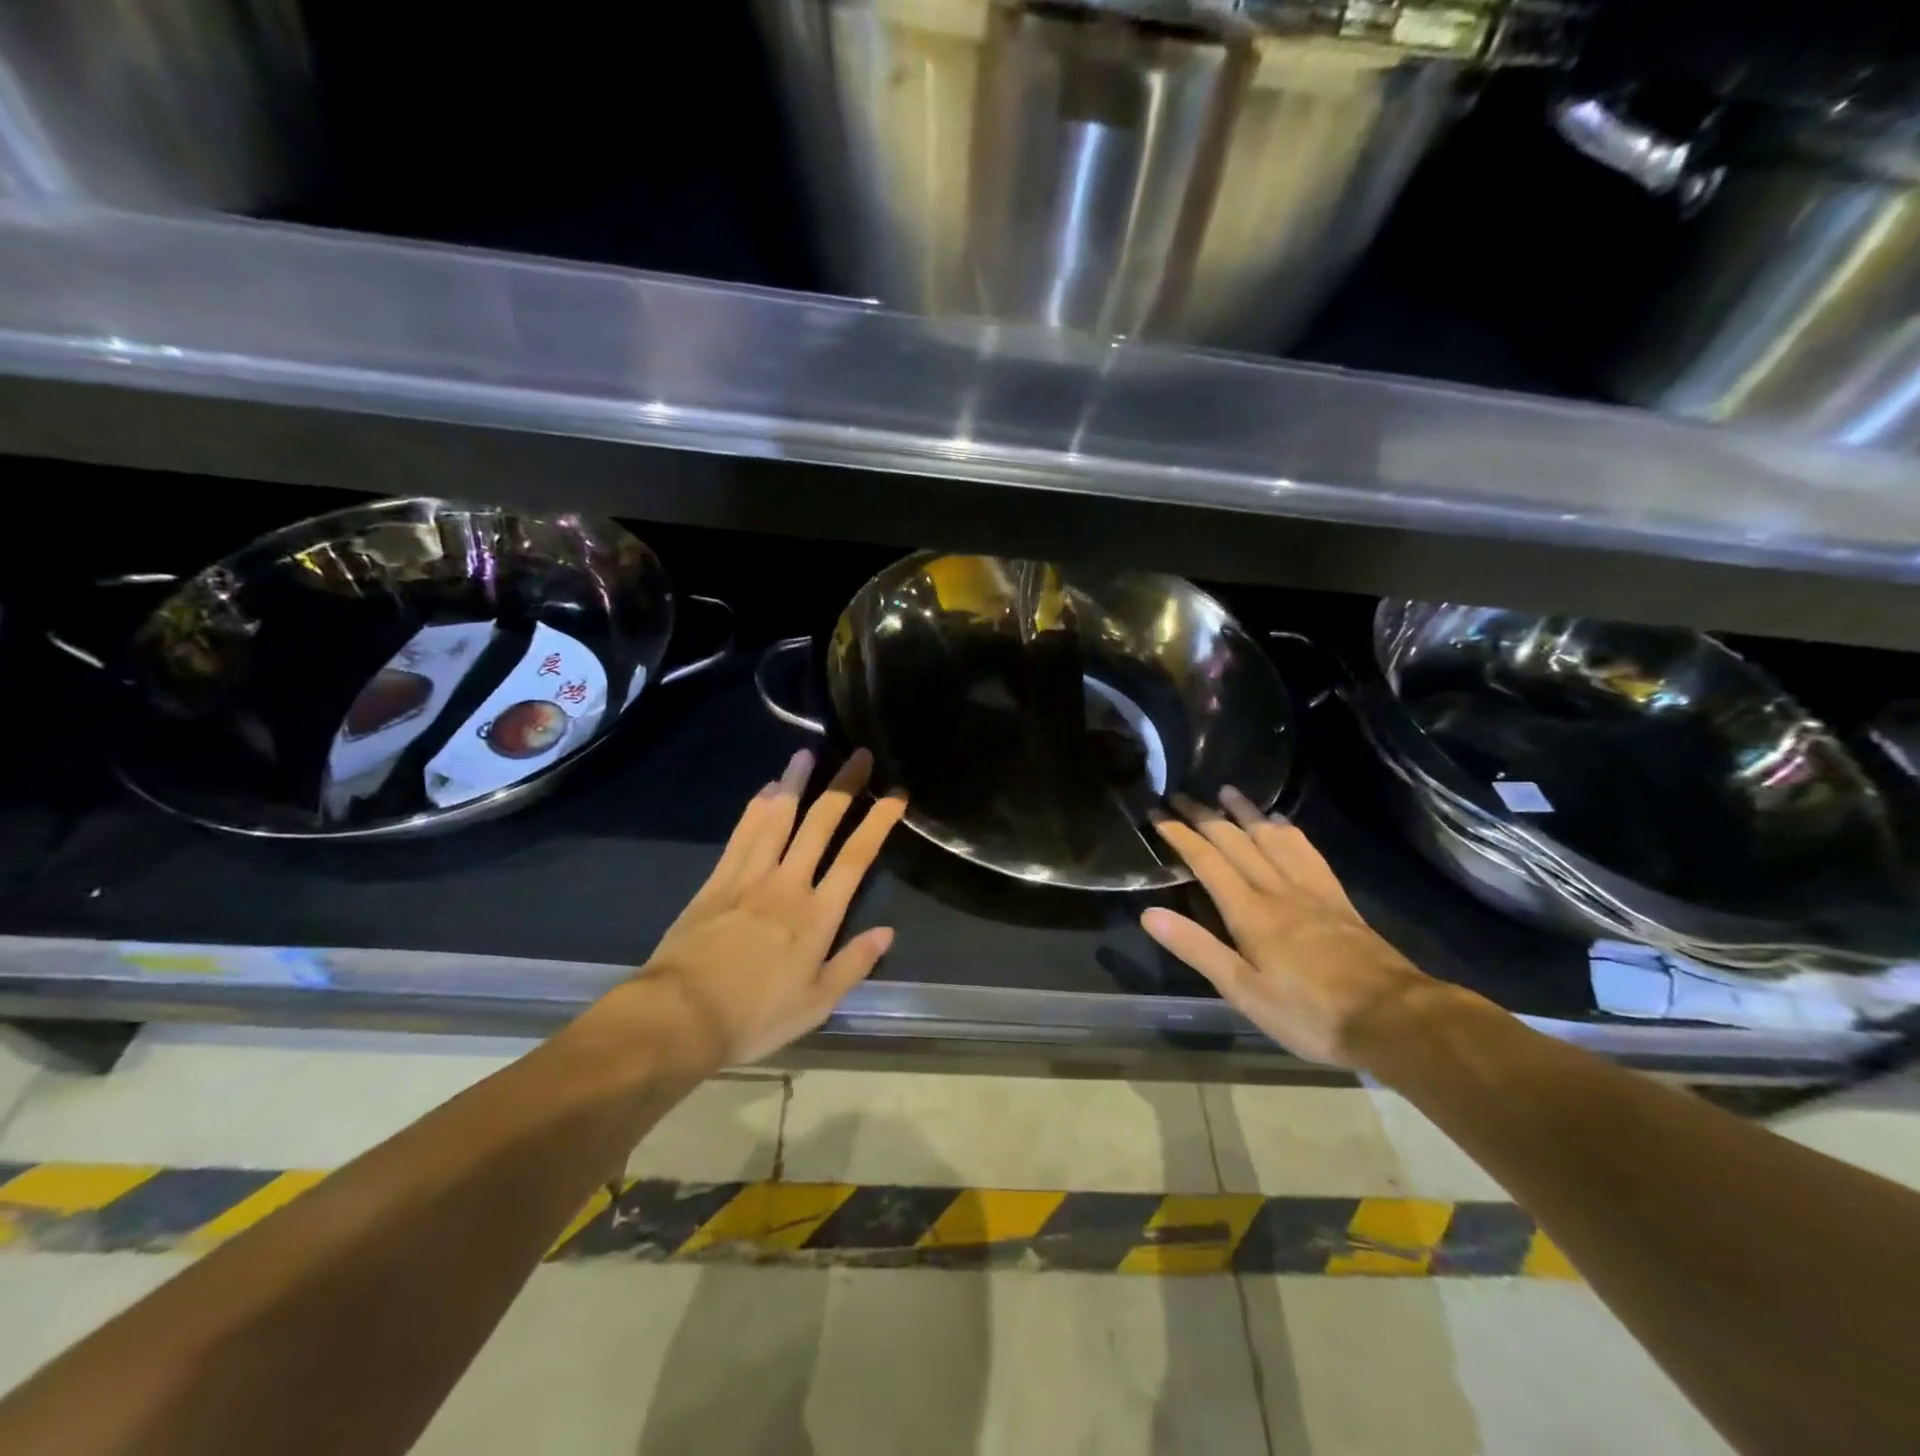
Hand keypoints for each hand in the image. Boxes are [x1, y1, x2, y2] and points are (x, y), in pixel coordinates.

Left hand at [638, 747, 906, 1065]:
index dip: (878, 822)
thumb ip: (854, 964)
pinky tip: (766, 789)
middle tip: (859, 755)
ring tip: (807, 754)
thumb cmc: (754, 1016)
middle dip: (843, 787)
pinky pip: (742, 833)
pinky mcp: (718, 879)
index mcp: (817, 916)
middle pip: (820, 824)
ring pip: (777, 818)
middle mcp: (787, 884)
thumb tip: (887, 932)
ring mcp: (749, 876)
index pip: (856, 857)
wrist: (680, 1017)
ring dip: (795, 782)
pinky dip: (757, 807)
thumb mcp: (816, 1004)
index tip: (895, 796)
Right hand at [1141, 788, 1442, 1067]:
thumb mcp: (1244, 992)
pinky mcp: (1337, 898)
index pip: (1207, 861)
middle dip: (1204, 816)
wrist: (1395, 1019)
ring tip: (1227, 791)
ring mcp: (1311, 890)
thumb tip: (1149, 913)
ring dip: (1246, 812)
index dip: (1180, 834)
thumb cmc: (1310, 1014)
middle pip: (1236, 841)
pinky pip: (1307, 852)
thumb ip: (1197, 949)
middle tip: (1180, 794)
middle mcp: (1278, 889)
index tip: (1157, 813)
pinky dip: (1288, 831)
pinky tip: (1283, 825)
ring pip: (1272, 838)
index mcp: (1250, 912)